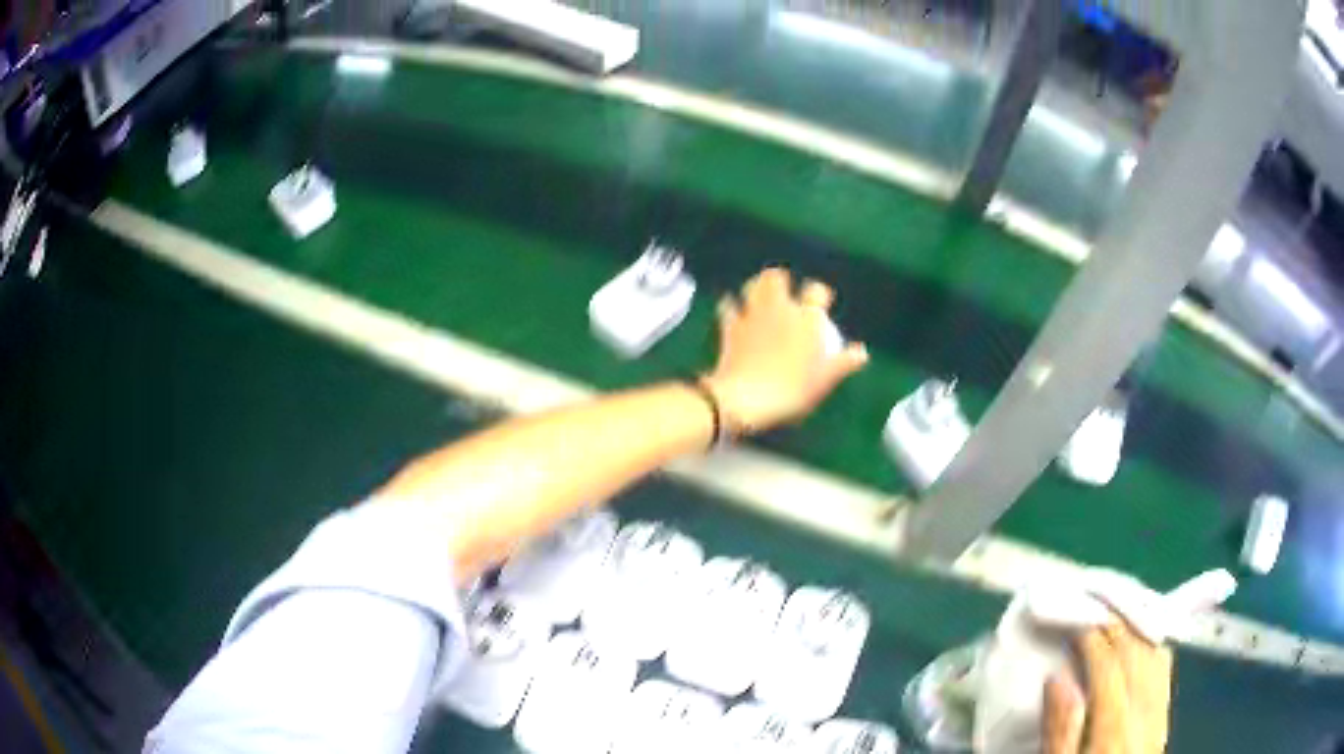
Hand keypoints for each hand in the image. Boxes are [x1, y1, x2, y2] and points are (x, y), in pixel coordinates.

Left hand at [703, 267, 867, 432]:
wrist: (747, 399)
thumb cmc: (792, 391)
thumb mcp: (823, 381)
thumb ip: (842, 363)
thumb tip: (861, 352)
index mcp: (806, 318)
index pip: (816, 291)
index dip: (819, 292)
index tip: (820, 300)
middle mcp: (780, 309)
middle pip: (776, 278)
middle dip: (779, 279)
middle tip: (783, 289)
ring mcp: (753, 315)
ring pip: (753, 286)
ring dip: (755, 287)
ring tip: (758, 295)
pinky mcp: (730, 326)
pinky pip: (729, 308)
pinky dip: (731, 307)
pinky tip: (732, 312)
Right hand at [1044, 621, 1173, 753]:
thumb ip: (1059, 730)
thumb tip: (1057, 677)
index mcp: (1114, 730)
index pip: (1110, 665)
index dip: (1093, 635)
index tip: (1072, 618)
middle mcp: (1145, 714)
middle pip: (1137, 654)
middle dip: (1115, 624)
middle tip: (1091, 608)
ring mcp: (1160, 715)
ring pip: (1156, 657)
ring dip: (1136, 630)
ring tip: (1114, 619)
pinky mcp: (1164, 720)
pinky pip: (1164, 672)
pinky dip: (1152, 648)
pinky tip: (1141, 644)